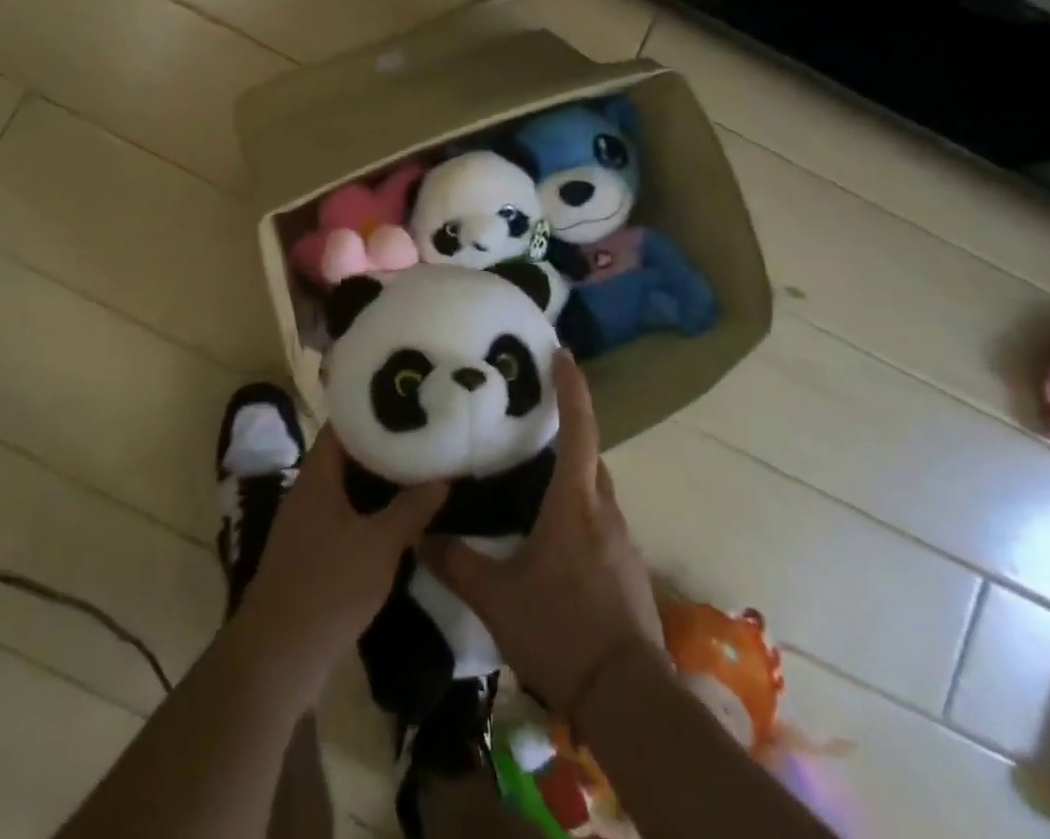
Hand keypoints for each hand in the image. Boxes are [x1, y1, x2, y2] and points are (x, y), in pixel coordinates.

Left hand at [234, 428, 445, 689]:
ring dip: (380, 483)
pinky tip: (400, 520)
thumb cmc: (328, 587)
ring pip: (348, 489)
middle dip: (384, 447)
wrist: (278, 658)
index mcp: (317, 476)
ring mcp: (307, 524)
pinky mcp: (312, 554)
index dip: (373, 410)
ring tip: (420, 472)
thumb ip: (411, 508)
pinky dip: (371, 512)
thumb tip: (442, 478)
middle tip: (424, 438)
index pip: (344, 424)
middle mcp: (308, 492)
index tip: (407, 402)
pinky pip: (345, 517)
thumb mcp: (380, 545)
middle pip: (347, 455)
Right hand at [423, 352, 662, 714]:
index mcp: (575, 502)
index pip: (578, 428)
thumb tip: (421, 538)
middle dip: (568, 434)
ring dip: (573, 478)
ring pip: (596, 492)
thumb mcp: (496, 597)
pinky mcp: (628, 570)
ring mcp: (622, 542)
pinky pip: (602, 523)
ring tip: (537, 483)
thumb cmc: (560, 628)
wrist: (626, 695)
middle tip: (534, 424)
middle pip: (589, 457)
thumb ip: (456, 563)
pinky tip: (556, 541)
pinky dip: (581, 514)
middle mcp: (604, 511)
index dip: (572, 388)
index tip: (563, 354)